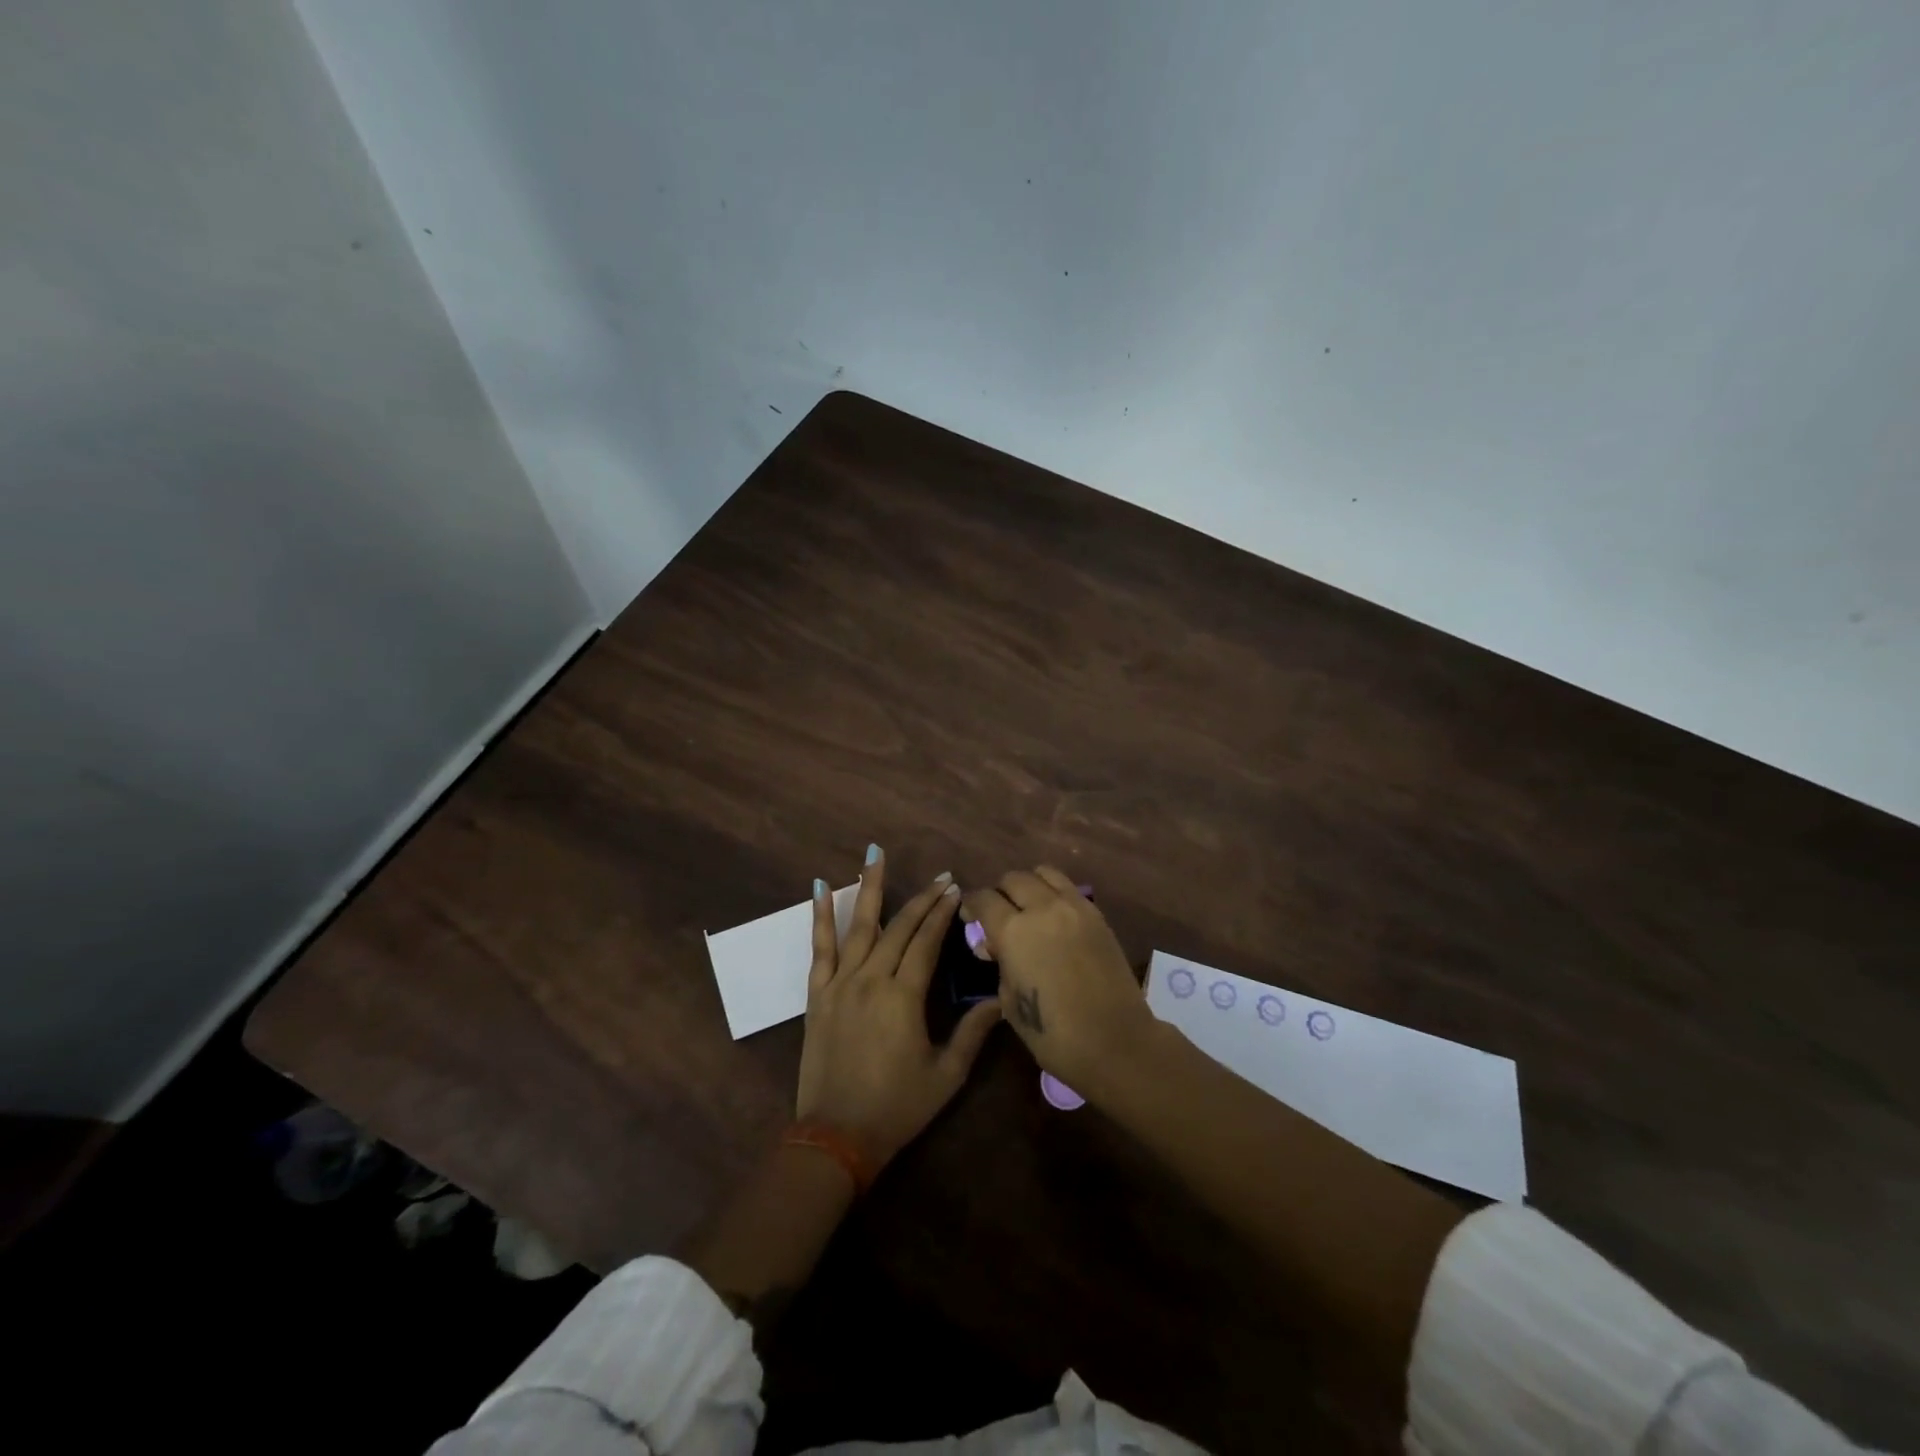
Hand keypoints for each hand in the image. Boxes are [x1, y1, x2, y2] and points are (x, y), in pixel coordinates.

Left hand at [796, 849, 1001, 1169]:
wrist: (836, 1137)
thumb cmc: (897, 1108)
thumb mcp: (945, 1075)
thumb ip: (973, 1033)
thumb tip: (1000, 998)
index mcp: (903, 997)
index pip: (927, 942)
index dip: (943, 914)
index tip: (956, 889)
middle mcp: (870, 979)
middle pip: (899, 928)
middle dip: (922, 900)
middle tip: (940, 877)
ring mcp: (840, 983)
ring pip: (858, 926)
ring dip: (869, 888)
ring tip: (874, 854)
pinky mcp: (818, 994)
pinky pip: (819, 947)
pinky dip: (819, 916)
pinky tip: (819, 888)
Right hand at [962, 866, 1155, 1094]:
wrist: (1115, 1041)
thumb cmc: (1053, 1034)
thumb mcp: (1009, 1001)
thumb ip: (1000, 963)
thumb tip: (993, 945)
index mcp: (1014, 931)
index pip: (984, 899)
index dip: (971, 906)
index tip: (970, 918)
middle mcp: (1042, 908)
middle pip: (1013, 879)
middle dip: (1000, 893)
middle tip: (998, 915)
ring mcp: (1074, 907)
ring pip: (1044, 873)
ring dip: (1029, 885)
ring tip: (1028, 907)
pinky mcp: (1097, 914)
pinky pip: (1069, 888)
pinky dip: (1054, 894)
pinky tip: (1053, 917)